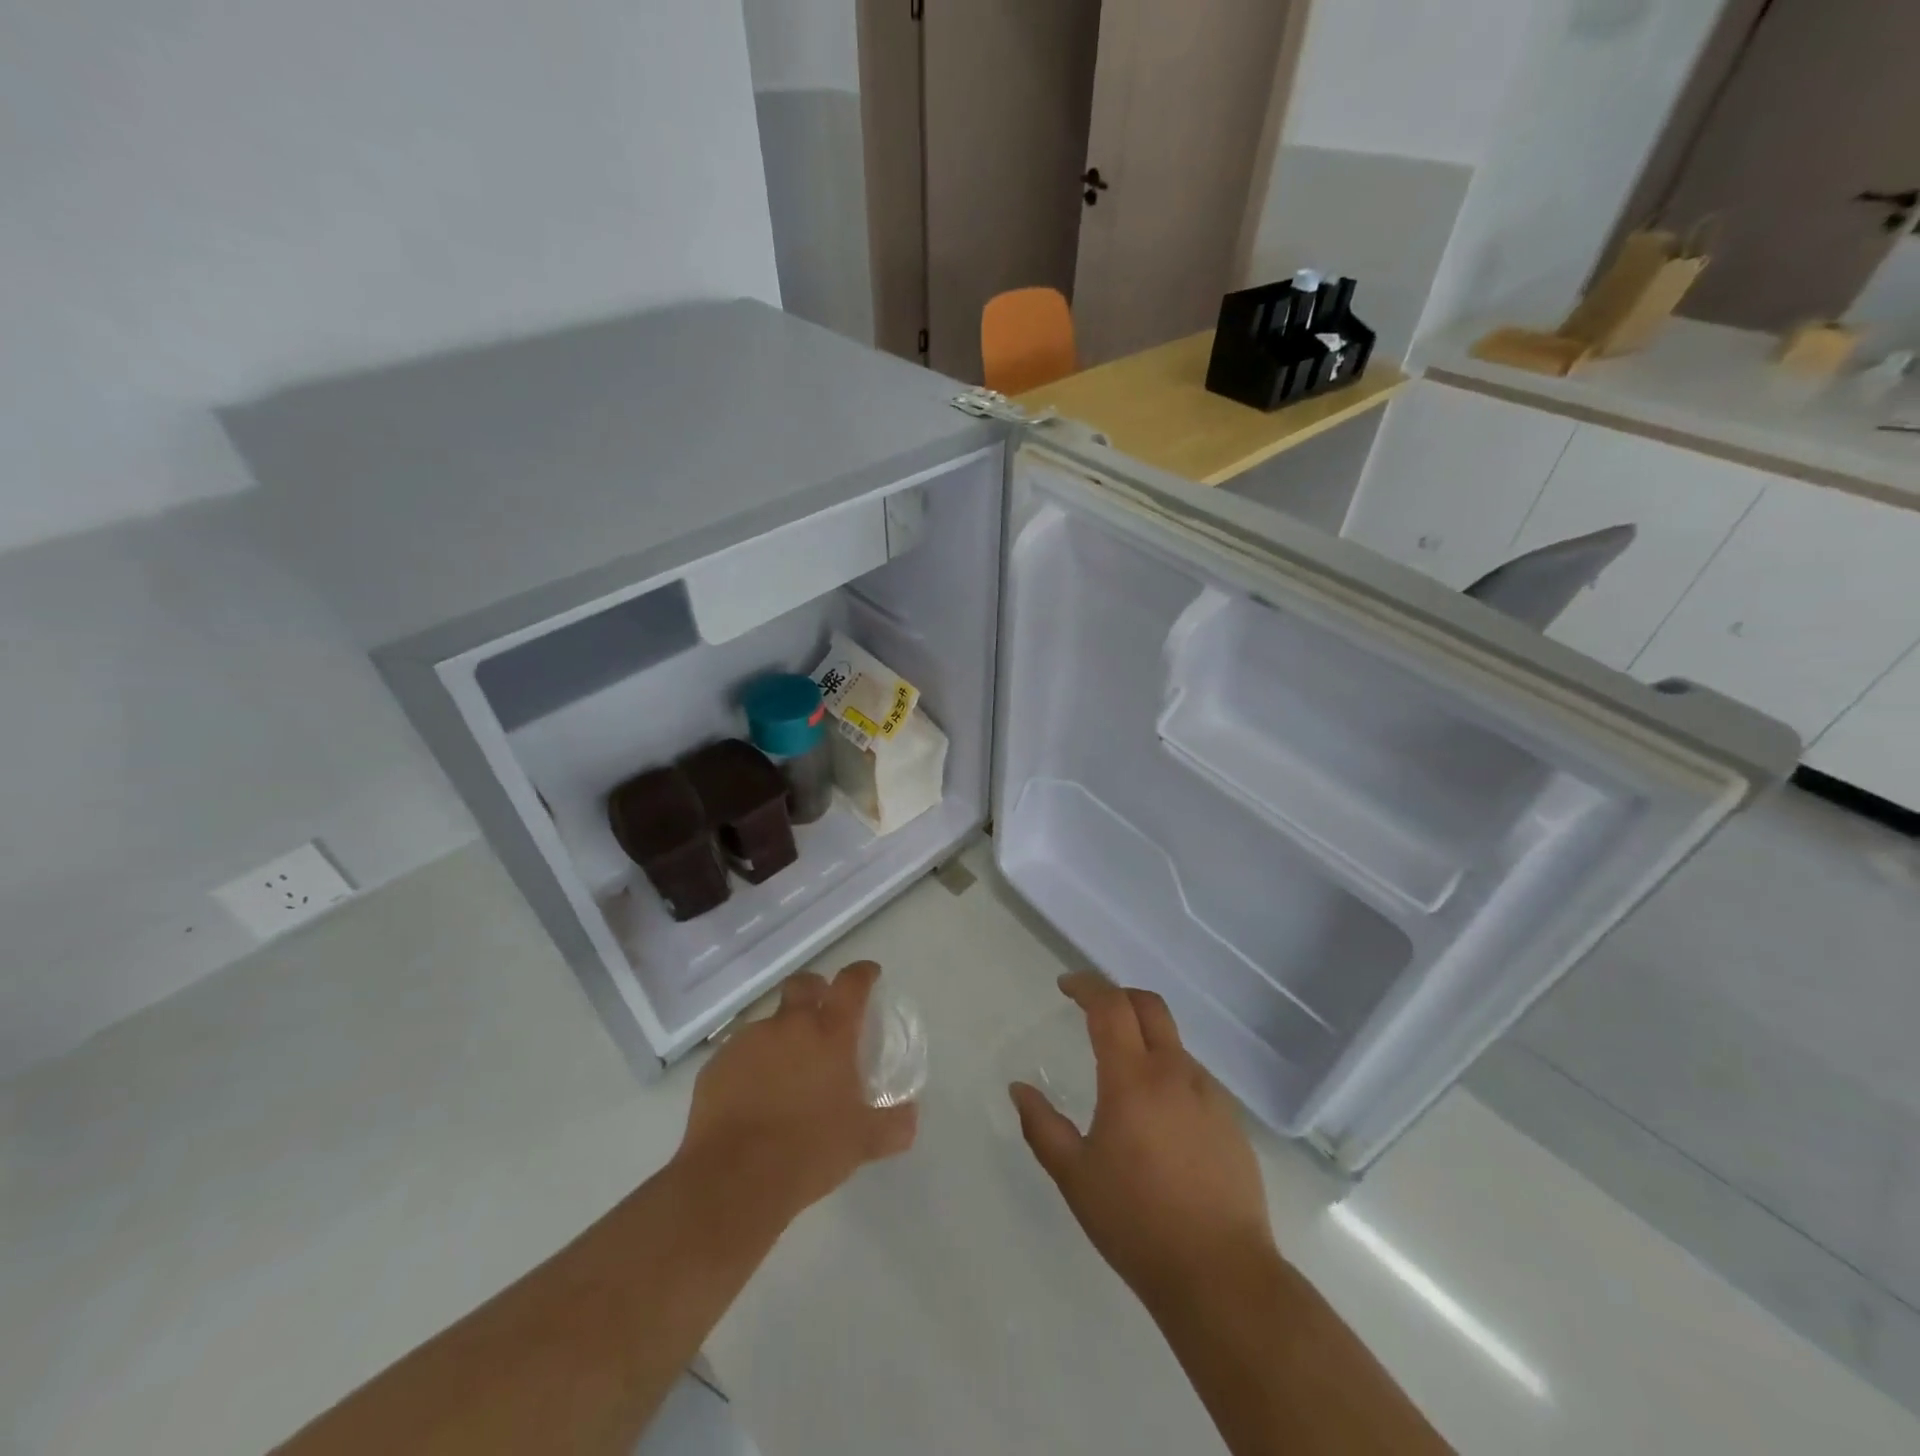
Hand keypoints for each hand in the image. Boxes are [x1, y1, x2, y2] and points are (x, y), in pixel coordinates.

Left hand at [673, 960, 917, 1228]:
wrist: (733, 1179)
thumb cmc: (808, 1151)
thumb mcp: (862, 1143)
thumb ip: (892, 1125)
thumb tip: (910, 1116)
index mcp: (830, 1034)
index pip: (851, 984)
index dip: (862, 974)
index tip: (869, 975)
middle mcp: (790, 1026)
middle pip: (803, 984)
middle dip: (815, 988)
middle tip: (822, 1011)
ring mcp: (749, 1041)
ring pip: (769, 1021)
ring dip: (781, 1035)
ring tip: (785, 1072)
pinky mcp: (717, 1063)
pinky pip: (740, 1052)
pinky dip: (751, 1064)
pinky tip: (753, 1097)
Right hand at [1010, 973, 1275, 1308]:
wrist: (1222, 1276)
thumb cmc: (1137, 1223)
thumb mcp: (1075, 1177)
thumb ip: (1042, 1127)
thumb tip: (1019, 1088)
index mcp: (1133, 1078)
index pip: (1110, 1006)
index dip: (1087, 986)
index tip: (1066, 985)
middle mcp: (1175, 1073)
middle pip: (1149, 1006)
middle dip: (1118, 995)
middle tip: (1092, 1010)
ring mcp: (1209, 1095)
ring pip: (1173, 1042)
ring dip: (1144, 1038)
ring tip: (1121, 1073)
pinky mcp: (1231, 1122)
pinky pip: (1192, 1077)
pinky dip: (1167, 1073)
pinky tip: (1157, 1116)